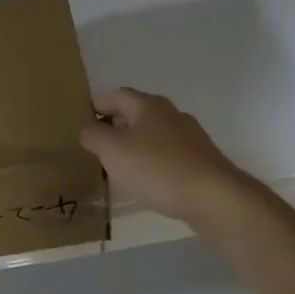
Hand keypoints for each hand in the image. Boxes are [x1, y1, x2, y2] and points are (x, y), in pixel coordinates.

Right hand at [79, 88, 248, 226]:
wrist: (213, 197)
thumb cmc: (157, 168)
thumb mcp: (113, 151)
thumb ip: (94, 136)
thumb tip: (87, 129)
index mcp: (148, 105)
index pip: (116, 95)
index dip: (96, 106)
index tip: (81, 123)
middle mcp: (171, 114)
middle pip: (135, 114)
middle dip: (114, 127)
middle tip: (95, 147)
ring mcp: (189, 137)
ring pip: (152, 135)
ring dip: (134, 146)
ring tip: (117, 167)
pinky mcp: (200, 160)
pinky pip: (167, 155)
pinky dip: (152, 163)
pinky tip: (146, 182)